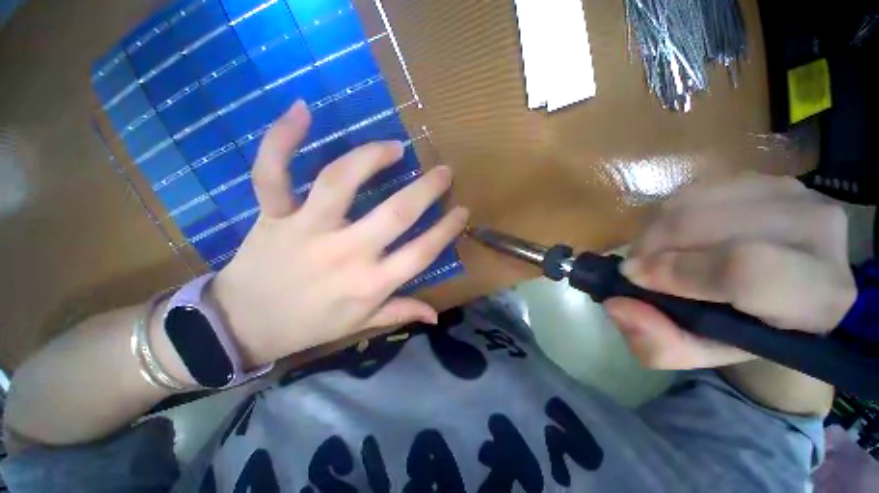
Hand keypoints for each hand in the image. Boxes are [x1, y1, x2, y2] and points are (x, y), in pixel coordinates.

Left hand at [209, 101, 468, 366]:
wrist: (244, 325)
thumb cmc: (311, 325)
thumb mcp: (362, 324)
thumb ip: (400, 312)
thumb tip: (435, 315)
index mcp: (370, 283)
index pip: (421, 252)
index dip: (446, 230)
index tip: (462, 211)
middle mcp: (345, 253)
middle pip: (394, 214)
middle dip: (426, 189)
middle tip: (443, 171)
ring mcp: (306, 230)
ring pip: (340, 181)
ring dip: (371, 157)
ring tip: (393, 147)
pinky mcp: (273, 216)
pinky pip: (273, 173)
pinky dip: (282, 139)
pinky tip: (302, 110)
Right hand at [604, 175, 856, 369]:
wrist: (788, 288)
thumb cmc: (748, 329)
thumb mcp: (703, 353)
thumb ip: (660, 343)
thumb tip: (617, 304)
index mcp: (819, 294)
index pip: (746, 270)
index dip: (680, 272)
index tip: (635, 277)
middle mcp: (818, 231)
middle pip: (709, 227)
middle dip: (653, 248)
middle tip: (637, 269)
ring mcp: (793, 193)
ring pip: (694, 204)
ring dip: (655, 232)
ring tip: (653, 254)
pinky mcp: (763, 177)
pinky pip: (694, 191)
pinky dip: (666, 216)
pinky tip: (672, 237)